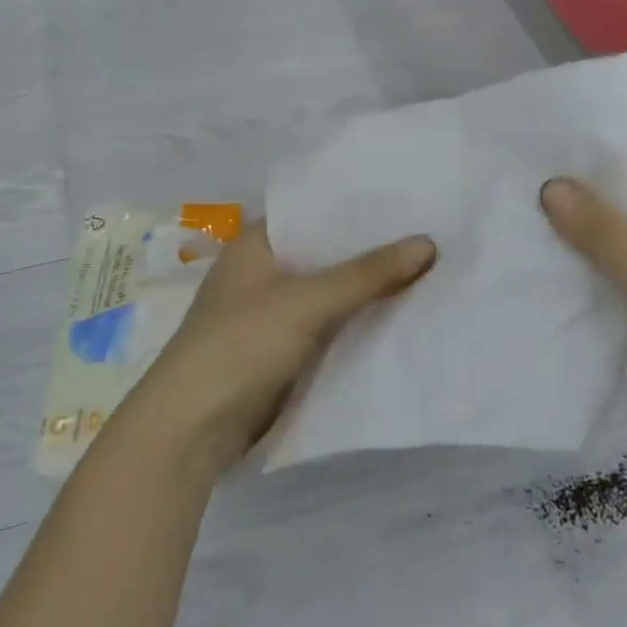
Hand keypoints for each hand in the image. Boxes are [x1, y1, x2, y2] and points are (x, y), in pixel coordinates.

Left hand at [117, 222, 435, 475]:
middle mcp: (263, 271)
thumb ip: (367, 274)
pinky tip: (402, 315)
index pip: (313, 211)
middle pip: (326, 253)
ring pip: (330, 292)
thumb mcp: (308, 302)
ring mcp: (271, 313)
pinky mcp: (282, 350)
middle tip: (433, 232)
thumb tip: (428, 243)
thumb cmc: (241, 344)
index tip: (409, 199)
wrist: (193, 427)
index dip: (358, 206)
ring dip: (369, 288)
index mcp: (256, 244)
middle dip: (371, 250)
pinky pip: (329, 325)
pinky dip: (357, 321)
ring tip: (431, 269)